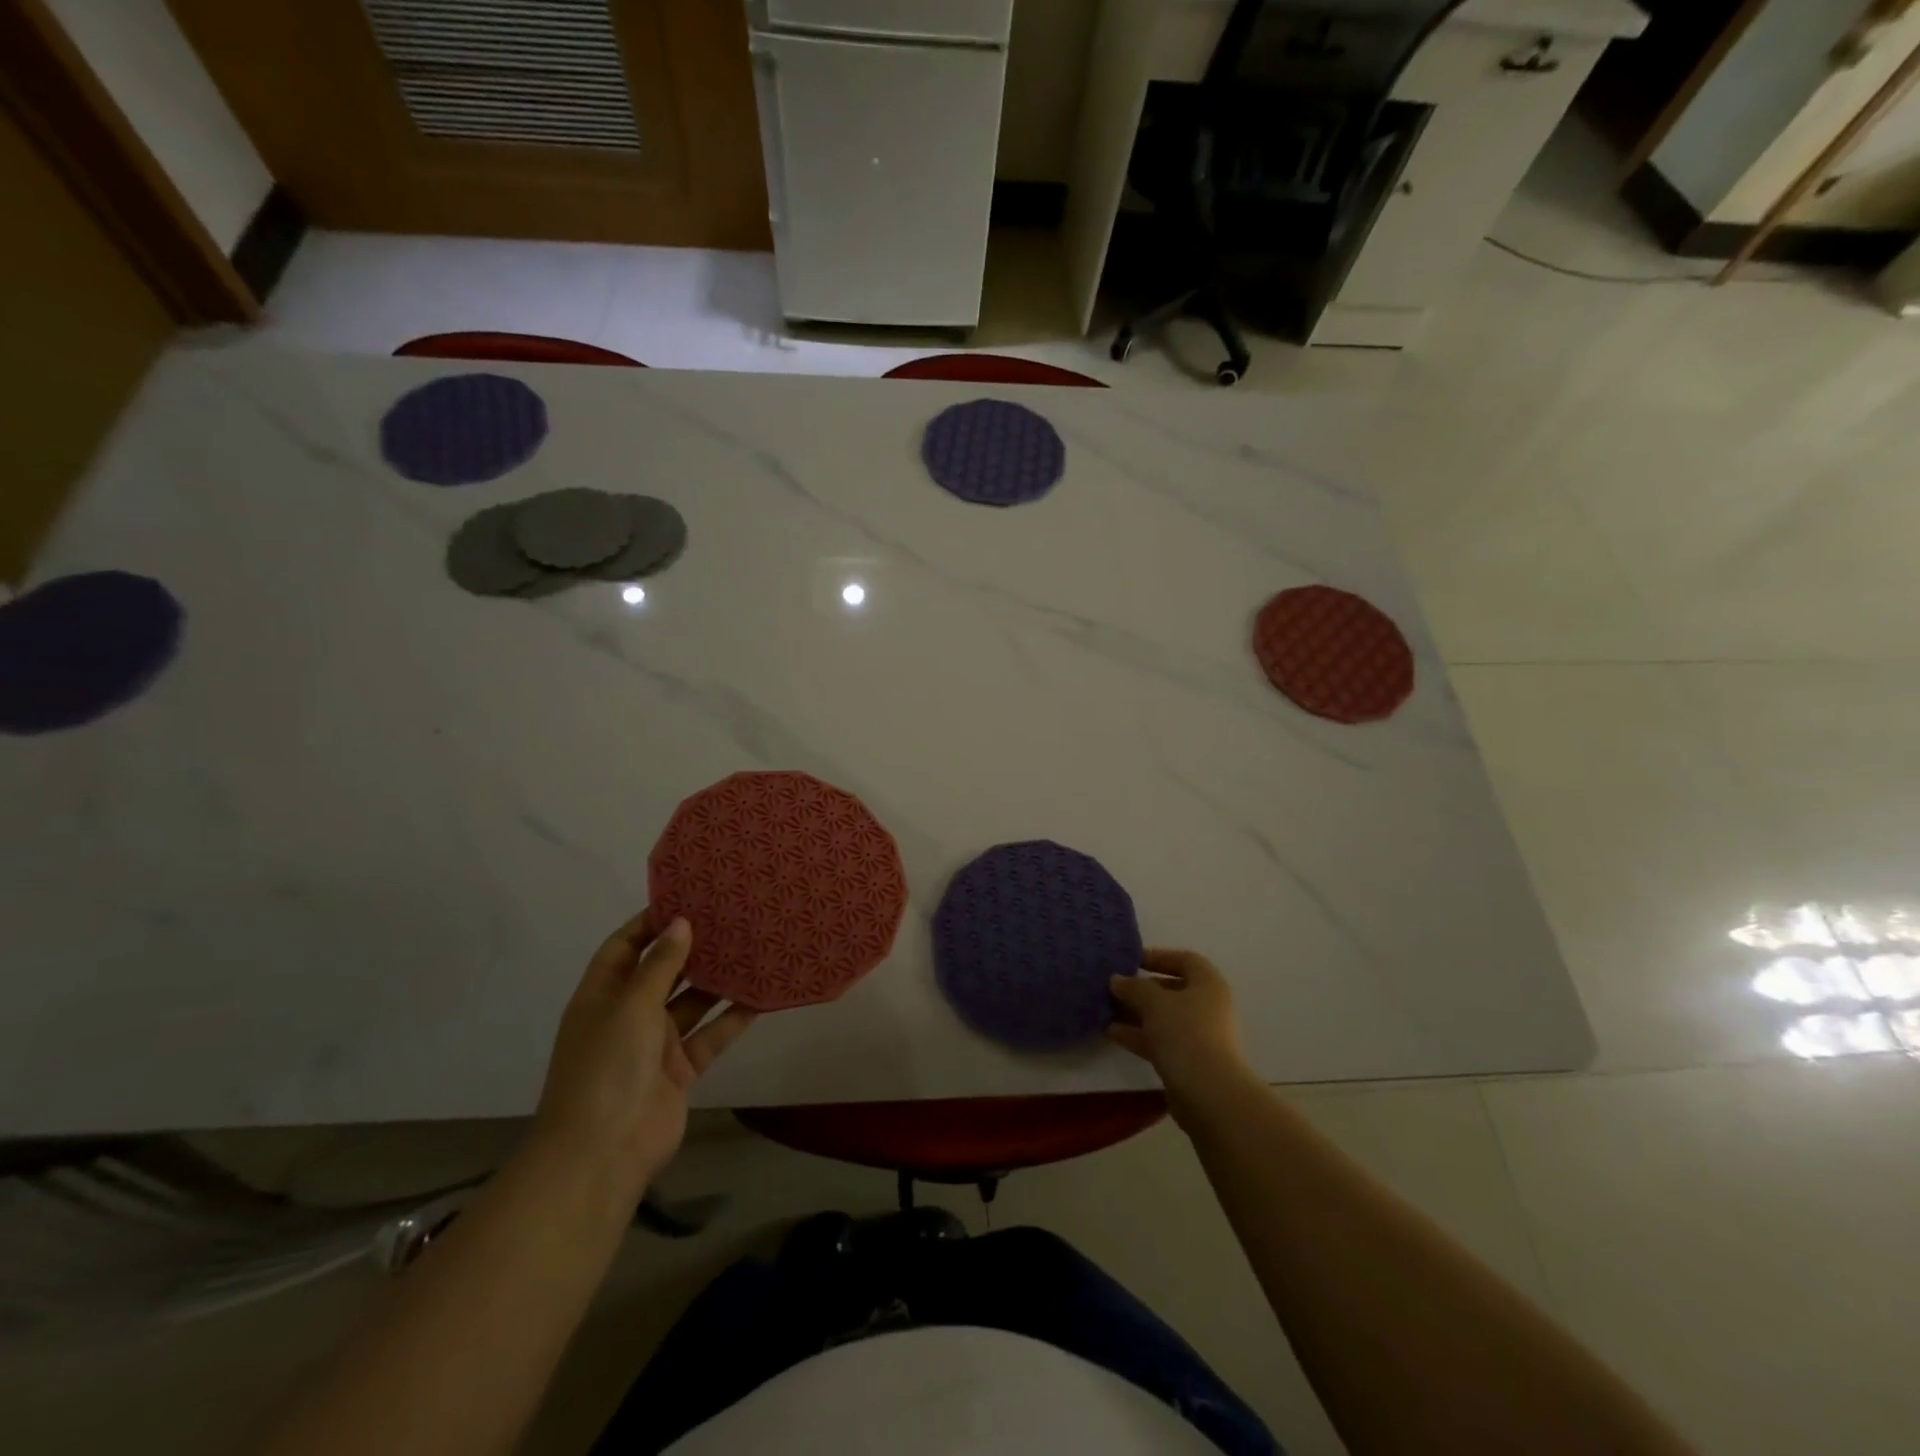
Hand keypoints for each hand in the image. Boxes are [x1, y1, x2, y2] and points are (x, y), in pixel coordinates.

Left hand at [531, 912, 755, 1199]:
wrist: (603, 1155)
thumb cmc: (607, 1068)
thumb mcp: (631, 1006)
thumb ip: (660, 964)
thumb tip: (681, 922)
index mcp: (602, 996)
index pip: (624, 947)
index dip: (650, 923)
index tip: (688, 898)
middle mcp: (627, 1015)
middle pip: (662, 972)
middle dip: (692, 948)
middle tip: (731, 918)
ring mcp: (654, 1045)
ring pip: (692, 1003)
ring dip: (718, 981)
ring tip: (753, 948)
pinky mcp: (681, 1070)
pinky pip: (711, 1035)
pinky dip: (733, 1018)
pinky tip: (761, 996)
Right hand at [1109, 949, 1251, 1116]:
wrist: (1210, 1095)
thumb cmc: (1185, 1034)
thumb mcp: (1154, 1002)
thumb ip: (1133, 987)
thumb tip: (1117, 979)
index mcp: (1208, 985)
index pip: (1185, 960)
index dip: (1158, 956)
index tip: (1131, 961)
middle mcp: (1208, 1007)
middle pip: (1172, 990)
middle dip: (1142, 988)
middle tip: (1114, 987)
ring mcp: (1199, 1036)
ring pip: (1164, 1017)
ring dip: (1136, 1013)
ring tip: (1106, 1009)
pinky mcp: (1189, 1062)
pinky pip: (1161, 1040)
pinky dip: (1139, 1035)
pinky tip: (1112, 1032)